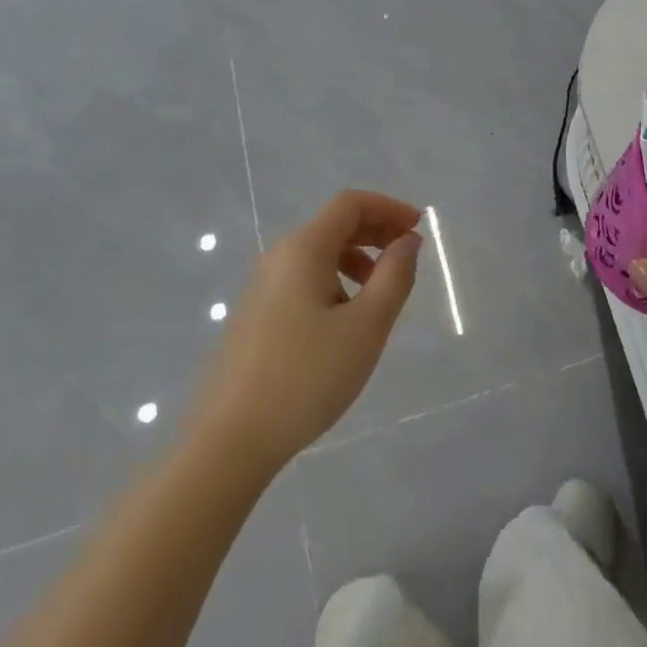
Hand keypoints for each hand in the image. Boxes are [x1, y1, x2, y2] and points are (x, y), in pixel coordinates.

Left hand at [190, 190, 421, 475]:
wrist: (228, 442)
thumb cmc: (306, 377)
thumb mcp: (366, 326)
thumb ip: (394, 277)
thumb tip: (407, 241)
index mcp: (303, 249)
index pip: (350, 204)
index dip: (388, 207)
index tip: (418, 227)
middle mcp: (278, 258)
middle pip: (333, 225)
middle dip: (375, 231)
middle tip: (407, 255)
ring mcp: (261, 288)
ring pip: (318, 255)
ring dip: (356, 259)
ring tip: (380, 295)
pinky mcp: (255, 317)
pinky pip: (303, 280)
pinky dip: (334, 282)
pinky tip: (345, 322)